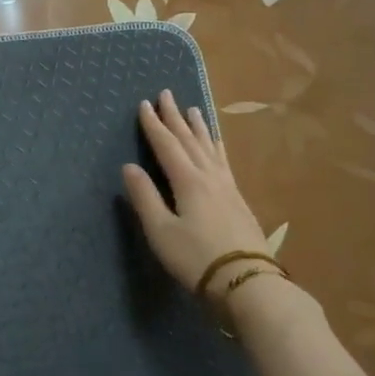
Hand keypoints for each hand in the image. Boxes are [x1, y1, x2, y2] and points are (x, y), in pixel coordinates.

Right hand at [121, 90, 271, 292]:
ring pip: (209, 147)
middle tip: (167, 94)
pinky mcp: (238, 198)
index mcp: (188, 181)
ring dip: (198, 127)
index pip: (166, 145)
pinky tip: (216, 145)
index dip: (154, 125)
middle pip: (189, 140)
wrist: (246, 281)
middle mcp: (209, 176)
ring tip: (193, 108)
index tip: (144, 104)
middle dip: (175, 117)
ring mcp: (227, 186)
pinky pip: (223, 160)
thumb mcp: (161, 231)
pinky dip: (216, 146)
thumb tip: (128, 167)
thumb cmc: (196, 258)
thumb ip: (145, 197)